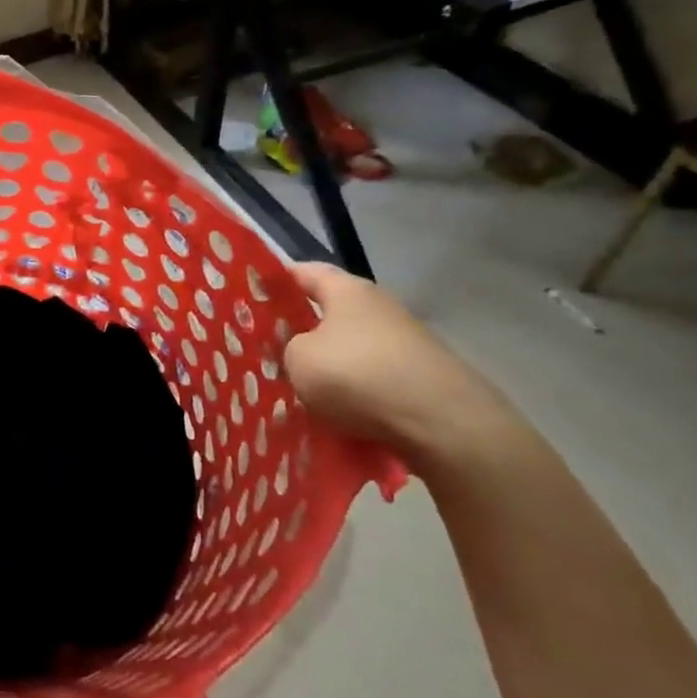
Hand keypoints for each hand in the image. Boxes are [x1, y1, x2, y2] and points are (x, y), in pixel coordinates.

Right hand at [283, 263, 525, 474]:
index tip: (251, 297)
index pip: (303, 272)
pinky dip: (354, 395)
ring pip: (350, 351)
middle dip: (299, 332)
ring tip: (300, 392)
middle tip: (268, 351)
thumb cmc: (359, 376)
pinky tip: (337, 417)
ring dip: (328, 368)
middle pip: (328, 313)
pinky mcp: (422, 377)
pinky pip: (373, 381)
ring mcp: (406, 343)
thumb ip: (288, 347)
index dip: (275, 281)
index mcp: (347, 290)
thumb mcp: (298, 359)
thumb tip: (300, 350)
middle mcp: (379, 307)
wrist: (446, 425)